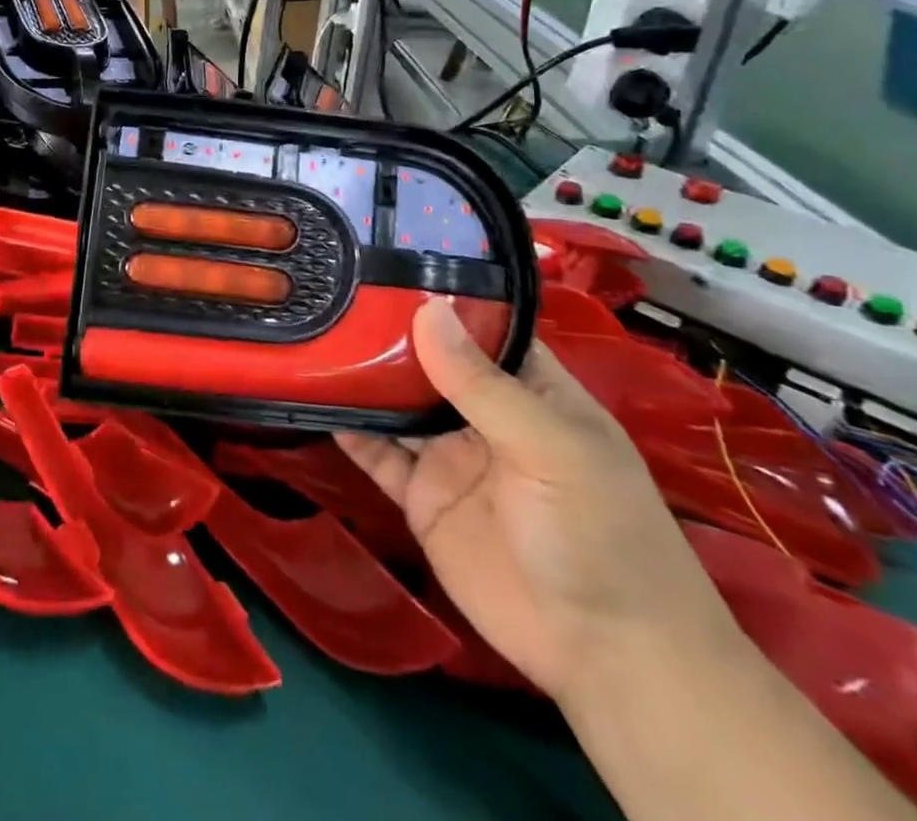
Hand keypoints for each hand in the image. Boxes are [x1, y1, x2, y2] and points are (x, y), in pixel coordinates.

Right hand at [338, 298, 734, 704]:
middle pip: (426, 361)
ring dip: (358, 376)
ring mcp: (448, 454)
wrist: (605, 657)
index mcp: (528, 390)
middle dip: (383, 331)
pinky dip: (346, 428)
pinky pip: (376, 453)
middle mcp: (483, 414)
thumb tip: (425, 308)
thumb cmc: (599, 535)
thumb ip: (482, 384)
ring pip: (394, 402)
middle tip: (328, 288)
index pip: (480, 328)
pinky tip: (311, 398)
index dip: (438, 296)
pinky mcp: (420, 495)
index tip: (382, 260)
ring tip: (311, 332)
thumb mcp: (551, 448)